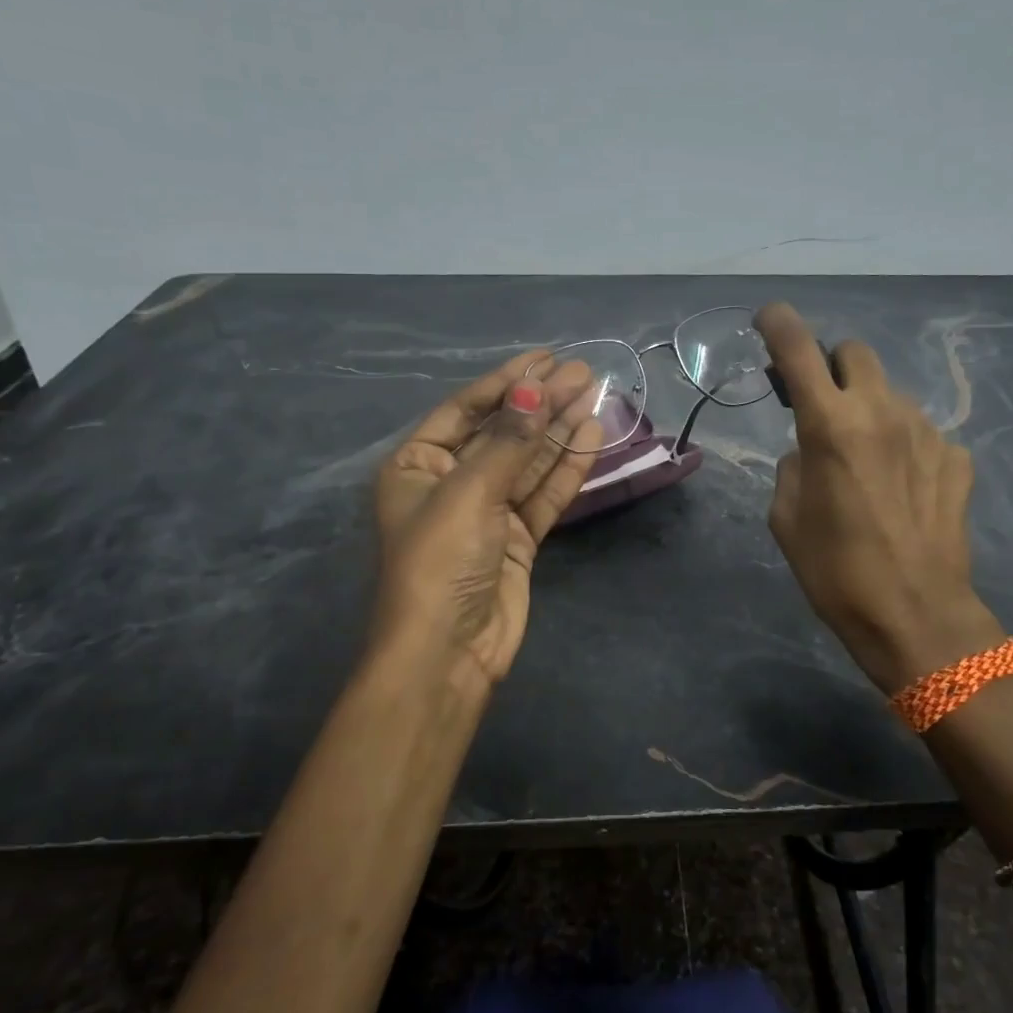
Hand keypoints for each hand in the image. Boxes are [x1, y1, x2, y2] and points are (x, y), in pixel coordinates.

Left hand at [373, 353, 601, 695]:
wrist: (447, 653)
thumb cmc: (439, 562)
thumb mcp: (469, 493)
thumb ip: (508, 441)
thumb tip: (535, 389)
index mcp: (418, 465)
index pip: (465, 410)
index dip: (507, 382)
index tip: (545, 358)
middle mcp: (450, 483)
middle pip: (503, 432)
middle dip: (541, 402)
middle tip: (582, 372)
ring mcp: (487, 512)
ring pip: (528, 461)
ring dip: (559, 429)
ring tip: (594, 394)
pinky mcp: (517, 539)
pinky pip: (543, 494)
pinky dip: (566, 468)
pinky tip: (591, 437)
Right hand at [754, 302, 1004, 694]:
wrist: (916, 615)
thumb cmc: (834, 571)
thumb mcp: (785, 517)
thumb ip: (794, 464)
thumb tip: (811, 449)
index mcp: (830, 424)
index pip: (799, 349)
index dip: (779, 324)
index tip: (768, 319)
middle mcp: (881, 412)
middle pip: (855, 353)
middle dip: (832, 367)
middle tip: (821, 404)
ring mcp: (927, 431)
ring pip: (889, 393)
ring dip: (868, 409)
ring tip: (864, 461)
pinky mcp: (956, 457)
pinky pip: (920, 432)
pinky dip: (901, 444)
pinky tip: (900, 486)